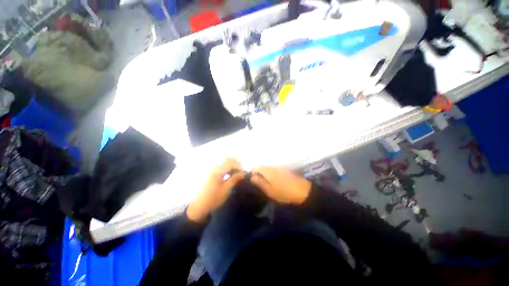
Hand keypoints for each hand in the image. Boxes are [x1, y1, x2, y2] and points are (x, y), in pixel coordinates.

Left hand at [186, 158, 244, 221]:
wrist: (199, 206)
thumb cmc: (214, 198)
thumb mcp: (226, 190)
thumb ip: (234, 179)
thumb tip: (242, 173)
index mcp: (217, 171)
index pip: (230, 163)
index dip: (238, 166)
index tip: (243, 172)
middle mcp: (214, 167)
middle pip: (226, 159)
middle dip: (235, 162)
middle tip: (240, 169)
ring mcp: (211, 169)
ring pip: (222, 161)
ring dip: (230, 163)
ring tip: (235, 171)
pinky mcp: (210, 172)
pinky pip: (219, 165)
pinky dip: (226, 166)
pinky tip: (228, 173)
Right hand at [250, 166, 310, 204]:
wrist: (303, 191)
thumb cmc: (284, 192)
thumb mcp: (270, 190)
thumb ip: (260, 183)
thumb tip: (251, 177)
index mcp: (267, 170)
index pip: (255, 167)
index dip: (252, 173)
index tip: (253, 182)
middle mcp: (272, 166)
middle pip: (261, 167)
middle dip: (258, 174)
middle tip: (259, 184)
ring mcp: (278, 167)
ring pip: (267, 168)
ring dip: (264, 175)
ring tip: (266, 184)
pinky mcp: (284, 170)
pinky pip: (273, 170)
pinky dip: (271, 175)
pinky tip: (273, 182)